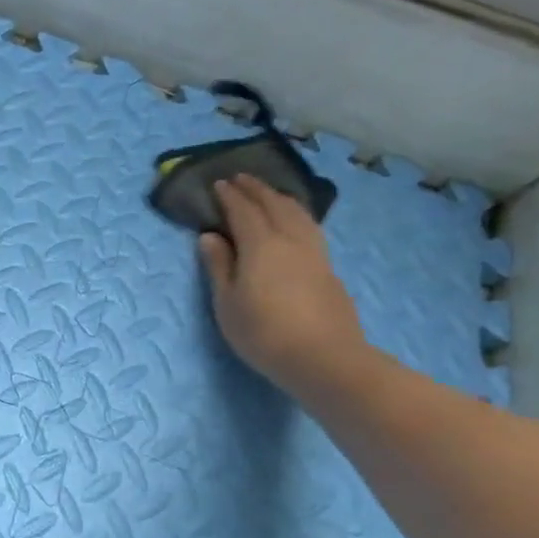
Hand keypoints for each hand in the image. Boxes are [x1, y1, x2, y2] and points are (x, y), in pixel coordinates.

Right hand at [198, 175, 369, 395]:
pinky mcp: (328, 268)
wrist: (324, 358)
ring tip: (268, 194)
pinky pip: (310, 227)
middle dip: (256, 189)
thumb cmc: (263, 332)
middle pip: (275, 204)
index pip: (244, 211)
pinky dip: (296, 214)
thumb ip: (219, 266)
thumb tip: (210, 236)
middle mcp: (291, 240)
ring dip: (280, 198)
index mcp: (261, 245)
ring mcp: (315, 253)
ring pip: (299, 213)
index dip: (230, 196)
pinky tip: (294, 222)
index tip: (218, 183)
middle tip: (241, 178)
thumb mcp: (227, 303)